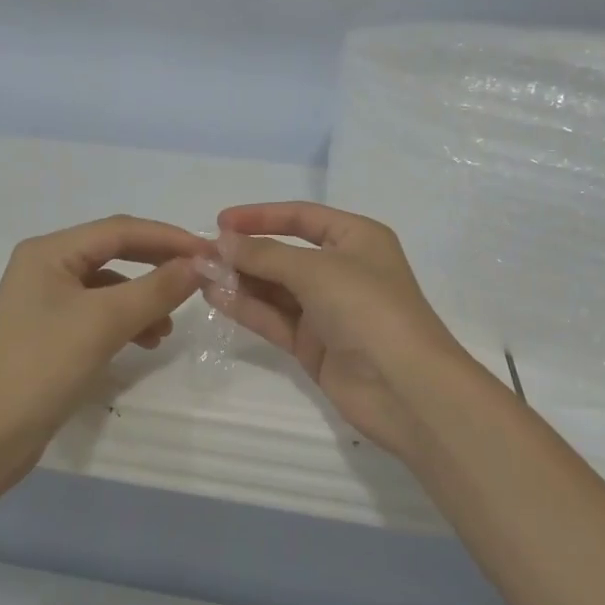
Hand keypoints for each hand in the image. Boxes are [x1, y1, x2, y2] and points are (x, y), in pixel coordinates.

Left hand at [0, 216, 206, 448]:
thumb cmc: (43, 367)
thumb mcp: (105, 322)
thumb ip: (156, 288)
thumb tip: (200, 265)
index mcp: (50, 251)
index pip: (120, 230)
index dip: (168, 237)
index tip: (209, 254)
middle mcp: (45, 265)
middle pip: (114, 251)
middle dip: (158, 264)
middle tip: (198, 278)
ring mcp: (46, 299)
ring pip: (109, 284)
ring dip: (144, 297)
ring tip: (169, 325)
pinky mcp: (50, 330)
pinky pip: (99, 311)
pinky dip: (126, 320)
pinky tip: (146, 340)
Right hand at [211, 202, 492, 460]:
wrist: (406, 388)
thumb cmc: (368, 308)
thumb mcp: (316, 270)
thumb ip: (265, 255)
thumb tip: (222, 241)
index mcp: (356, 238)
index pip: (302, 216)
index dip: (261, 216)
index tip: (220, 221)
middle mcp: (342, 269)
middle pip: (284, 253)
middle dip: (245, 252)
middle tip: (201, 253)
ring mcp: (327, 309)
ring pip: (275, 287)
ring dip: (240, 279)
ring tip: (198, 273)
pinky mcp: (314, 344)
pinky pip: (274, 318)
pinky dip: (246, 307)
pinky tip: (214, 297)